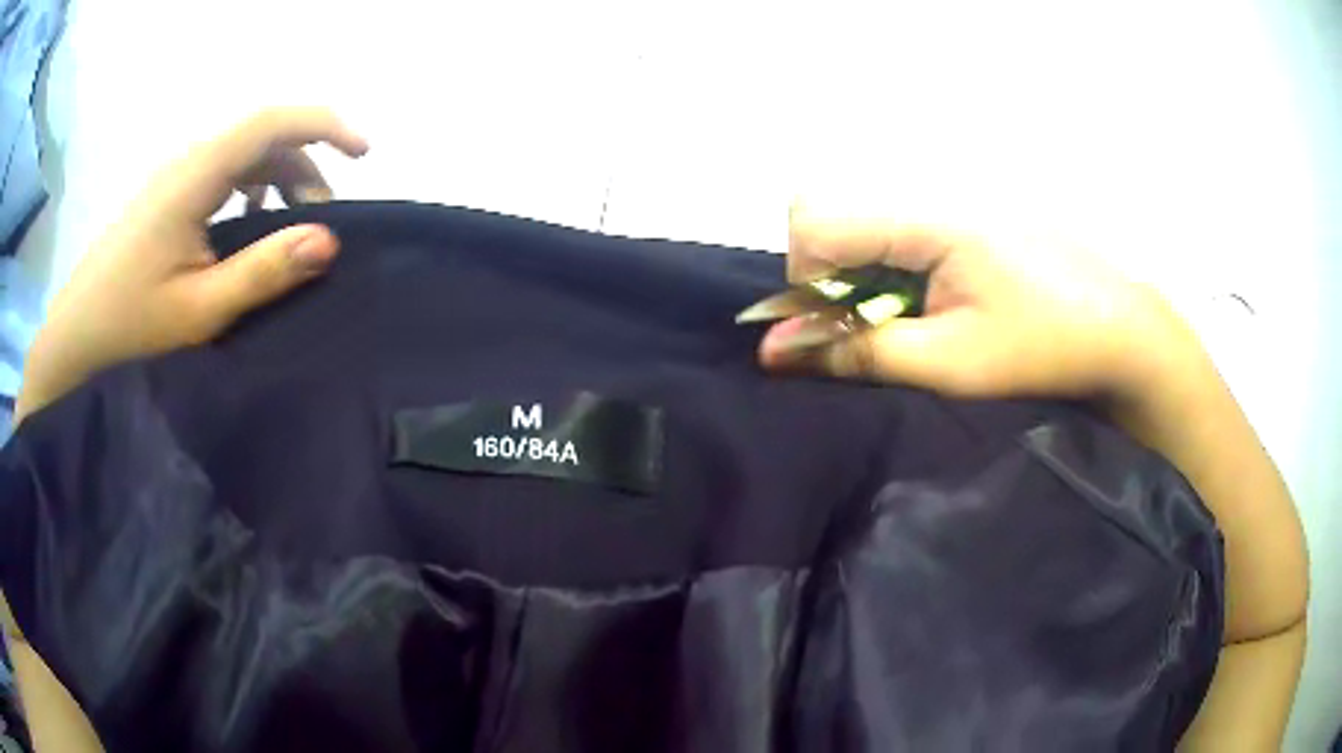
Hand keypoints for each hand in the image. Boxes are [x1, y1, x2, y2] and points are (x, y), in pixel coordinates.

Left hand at [17, 107, 368, 418]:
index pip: (272, 121)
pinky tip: (248, 228)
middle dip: (305, 168)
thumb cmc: (130, 325)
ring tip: (290, 231)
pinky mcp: (166, 196)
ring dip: (278, 181)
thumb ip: (262, 272)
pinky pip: (222, 174)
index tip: (365, 153)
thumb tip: (328, 240)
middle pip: (262, 137)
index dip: (326, 124)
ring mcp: (174, 176)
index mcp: (195, 176)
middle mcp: (187, 161)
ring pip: (243, 156)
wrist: (74, 337)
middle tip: (322, 224)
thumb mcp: (199, 310)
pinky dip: (251, 191)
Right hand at [759, 208, 1198, 400]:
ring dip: (864, 280)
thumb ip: (858, 352)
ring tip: (911, 325)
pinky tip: (937, 307)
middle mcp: (930, 196)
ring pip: (865, 228)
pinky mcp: (968, 221)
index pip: (814, 222)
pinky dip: (895, 275)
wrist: (1122, 330)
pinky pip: (900, 235)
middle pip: (834, 217)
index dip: (806, 281)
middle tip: (872, 329)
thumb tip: (774, 352)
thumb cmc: (1043, 347)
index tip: (839, 330)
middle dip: (830, 278)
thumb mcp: (948, 363)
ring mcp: (951, 205)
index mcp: (926, 219)